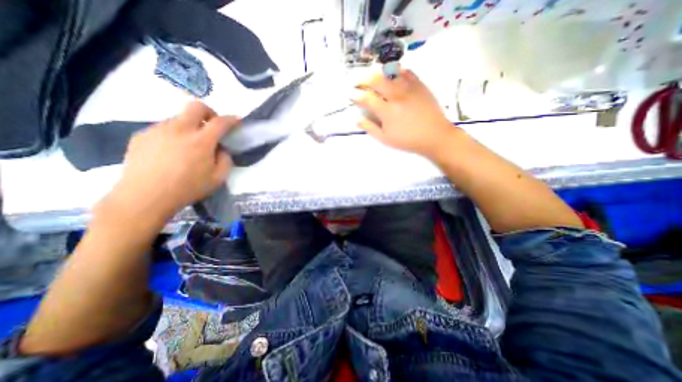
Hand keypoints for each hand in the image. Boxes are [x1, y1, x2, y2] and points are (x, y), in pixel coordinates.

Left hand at [101, 102, 237, 220]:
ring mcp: (158, 130)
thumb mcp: (218, 178)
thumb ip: (225, 160)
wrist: (145, 196)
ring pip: (178, 119)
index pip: (220, 122)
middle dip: (209, 112)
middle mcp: (179, 129)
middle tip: (211, 125)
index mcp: (201, 141)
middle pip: (196, 107)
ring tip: (187, 147)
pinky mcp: (141, 135)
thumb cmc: (188, 188)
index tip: (236, 120)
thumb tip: (221, 148)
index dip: (231, 119)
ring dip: (189, 127)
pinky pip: (162, 129)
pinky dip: (172, 135)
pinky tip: (169, 153)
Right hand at [352, 68, 456, 157]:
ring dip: (377, 73)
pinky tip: (391, 75)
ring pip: (389, 72)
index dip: (356, 96)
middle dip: (362, 79)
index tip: (351, 96)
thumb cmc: (408, 140)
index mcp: (387, 111)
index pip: (366, 98)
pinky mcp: (419, 84)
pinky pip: (405, 71)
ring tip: (372, 77)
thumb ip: (370, 128)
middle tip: (357, 82)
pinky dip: (395, 71)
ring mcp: (408, 88)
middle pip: (376, 80)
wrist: (434, 135)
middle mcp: (396, 96)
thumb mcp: (385, 139)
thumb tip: (357, 119)